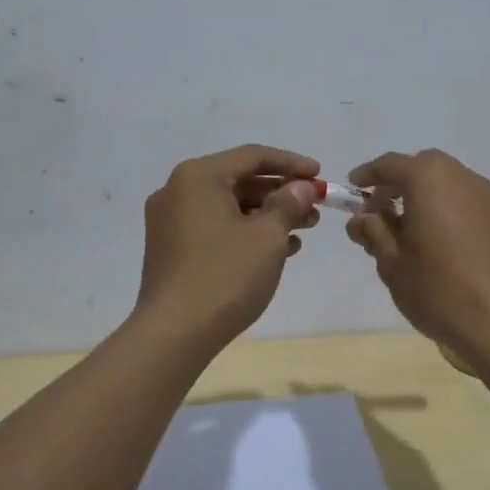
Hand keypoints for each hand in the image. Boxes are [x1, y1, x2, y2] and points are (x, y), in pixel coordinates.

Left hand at [133, 144, 321, 348]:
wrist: (174, 334)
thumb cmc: (225, 275)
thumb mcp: (267, 236)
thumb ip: (288, 204)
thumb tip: (300, 187)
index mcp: (198, 176)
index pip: (253, 156)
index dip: (291, 163)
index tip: (319, 176)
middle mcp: (178, 190)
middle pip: (239, 180)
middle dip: (280, 193)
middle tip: (314, 207)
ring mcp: (170, 220)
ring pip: (228, 206)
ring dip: (267, 214)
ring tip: (304, 230)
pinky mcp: (171, 248)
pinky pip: (215, 227)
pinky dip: (245, 232)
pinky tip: (278, 249)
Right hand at [346, 149, 489, 365]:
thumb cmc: (439, 289)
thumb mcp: (392, 263)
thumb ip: (373, 232)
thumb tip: (361, 218)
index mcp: (428, 179)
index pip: (389, 165)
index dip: (367, 176)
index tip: (352, 190)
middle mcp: (459, 176)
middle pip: (421, 168)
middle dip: (397, 184)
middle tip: (378, 213)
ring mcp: (486, 197)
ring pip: (445, 183)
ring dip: (422, 197)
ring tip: (406, 232)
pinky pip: (464, 201)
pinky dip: (444, 209)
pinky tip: (437, 243)